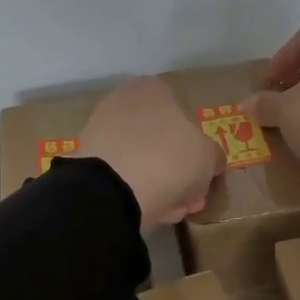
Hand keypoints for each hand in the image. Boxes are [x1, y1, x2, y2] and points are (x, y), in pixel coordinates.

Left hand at [78, 77, 225, 230]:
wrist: (114, 188)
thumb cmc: (170, 158)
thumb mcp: (209, 156)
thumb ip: (213, 156)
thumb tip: (210, 162)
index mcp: (153, 89)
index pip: (182, 113)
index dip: (196, 147)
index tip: (203, 172)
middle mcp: (123, 101)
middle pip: (161, 139)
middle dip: (178, 169)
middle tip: (190, 196)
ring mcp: (100, 130)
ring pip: (141, 159)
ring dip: (160, 183)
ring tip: (173, 209)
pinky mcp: (87, 160)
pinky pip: (122, 175)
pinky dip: (137, 191)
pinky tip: (150, 211)